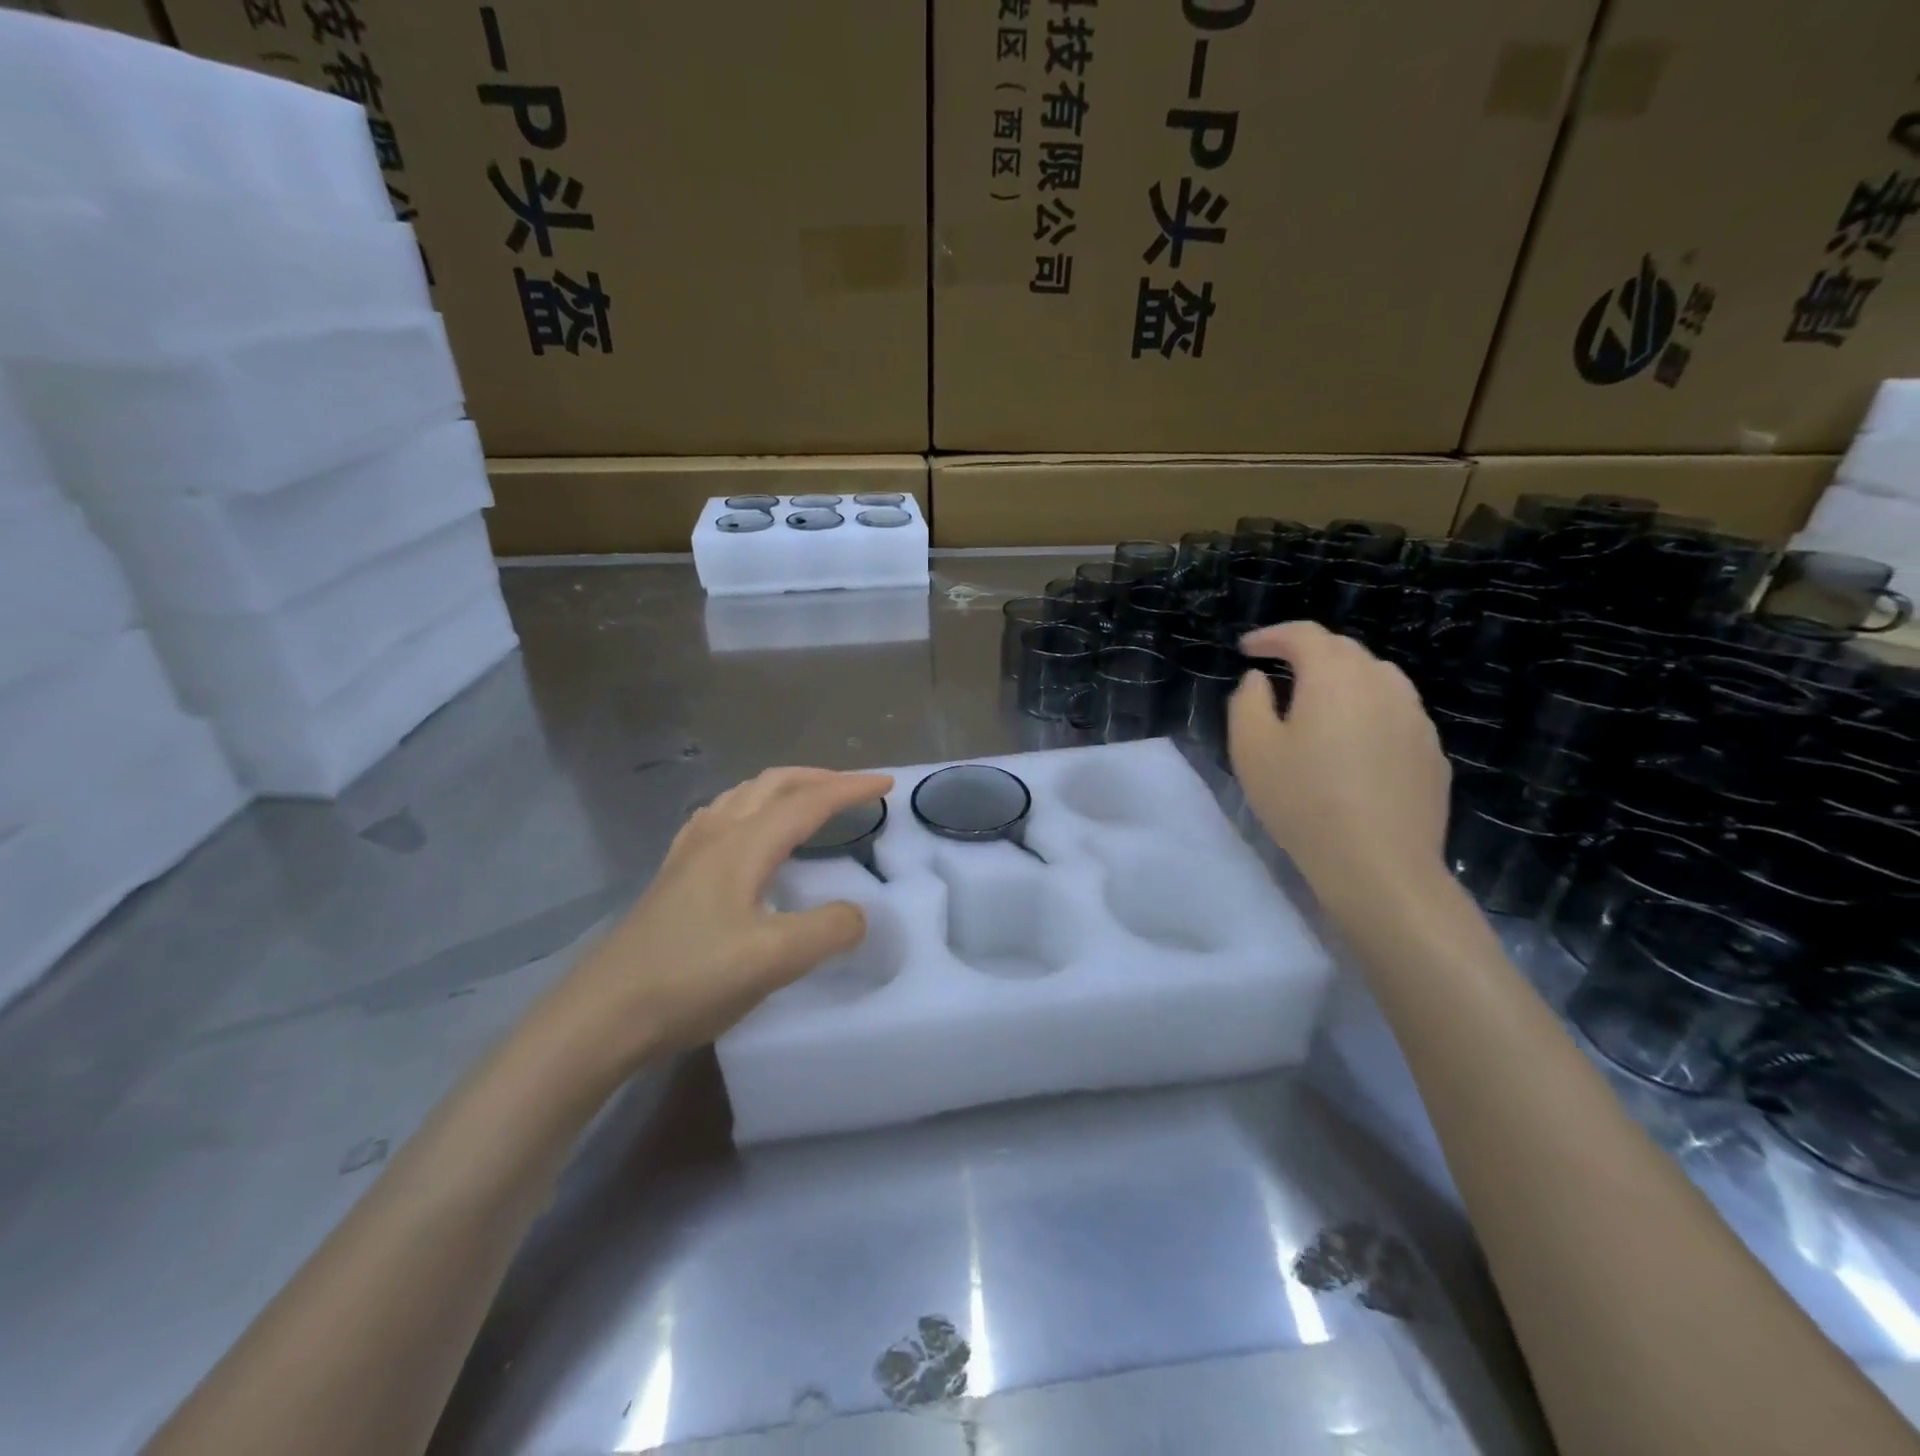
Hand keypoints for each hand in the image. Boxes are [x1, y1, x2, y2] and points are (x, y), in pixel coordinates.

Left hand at [545, 767, 894, 1075]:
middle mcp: (715, 835)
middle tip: (854, 788)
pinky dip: (749, 809)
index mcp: (744, 845)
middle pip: (772, 785)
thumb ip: (828, 929)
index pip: (808, 802)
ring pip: (742, 797)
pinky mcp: (673, 877)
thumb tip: (857, 914)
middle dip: (818, 778)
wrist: (602, 1015)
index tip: (888, 785)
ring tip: (807, 803)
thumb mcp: (773, 959)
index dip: (851, 789)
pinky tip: (744, 834)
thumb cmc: (690, 979)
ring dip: (783, 789)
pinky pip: (718, 819)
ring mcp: (688, 855)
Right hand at [1230, 623, 1450, 909]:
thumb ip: (1248, 701)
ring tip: (1316, 705)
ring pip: (1375, 679)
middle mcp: (1383, 683)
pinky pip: (1394, 713)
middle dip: (1307, 653)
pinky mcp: (1431, 751)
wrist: (1379, 864)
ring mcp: (1415, 717)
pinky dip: (1367, 712)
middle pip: (1344, 651)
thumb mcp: (1251, 749)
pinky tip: (1352, 745)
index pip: (1304, 634)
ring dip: (1341, 680)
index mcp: (1335, 676)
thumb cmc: (1303, 800)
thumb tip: (1260, 680)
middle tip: (1277, 672)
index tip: (1247, 648)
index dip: (1272, 635)